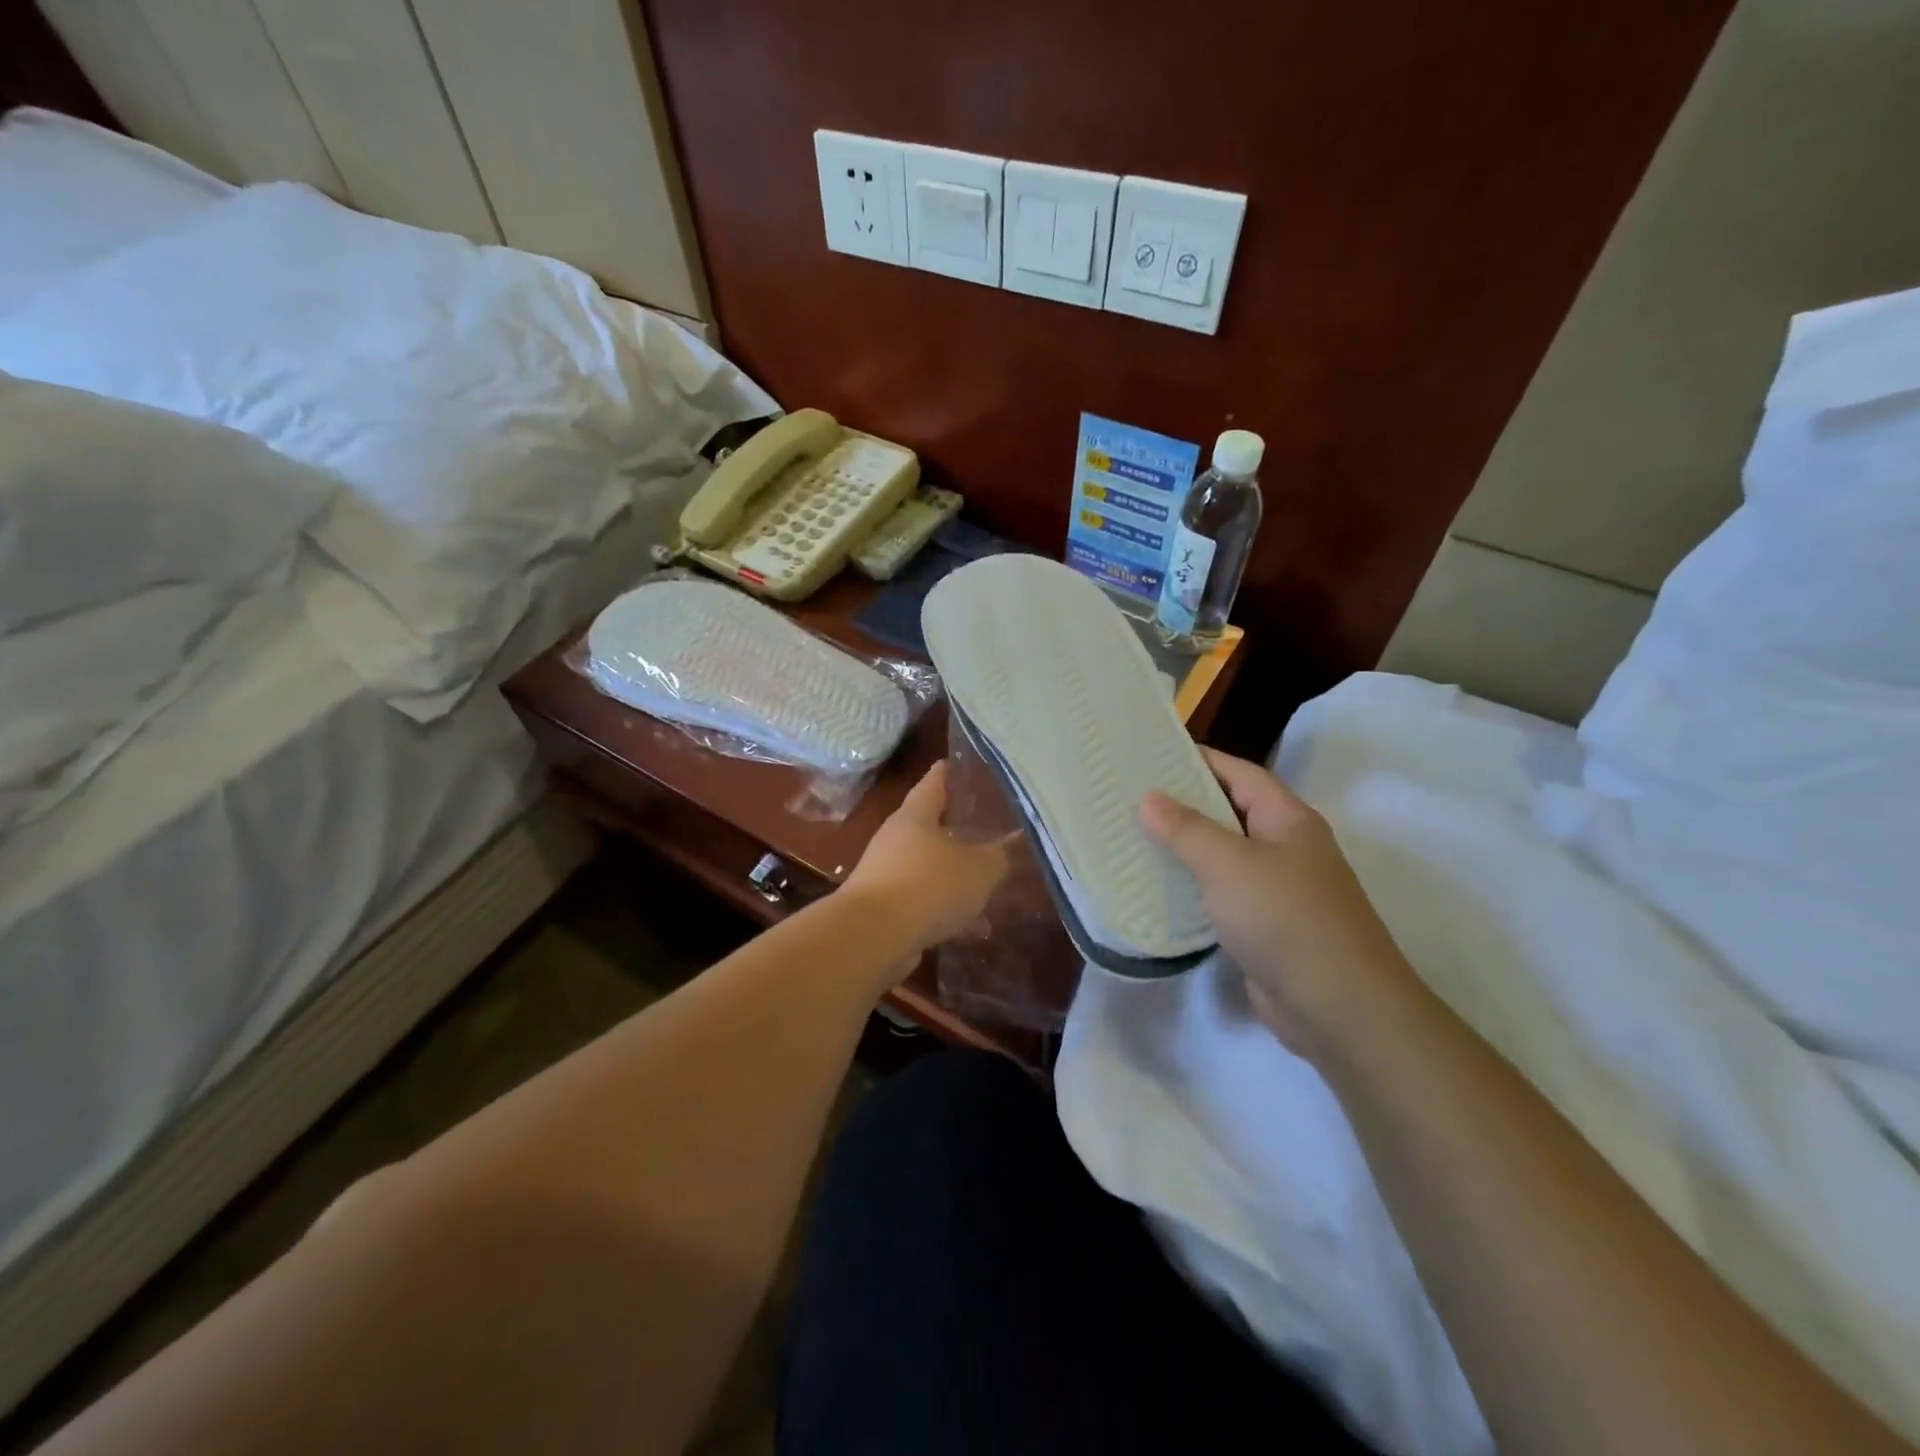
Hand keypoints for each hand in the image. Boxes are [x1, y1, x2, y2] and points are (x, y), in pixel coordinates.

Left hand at [842, 762, 1011, 957]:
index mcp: (916, 816)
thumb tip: (1008, 848)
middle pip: (931, 826)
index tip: (965, 764)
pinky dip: (946, 910)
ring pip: (930, 868)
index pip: (935, 781)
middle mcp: (896, 838)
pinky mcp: (884, 908)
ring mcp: (886, 873)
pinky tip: (973, 929)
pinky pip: (923, 901)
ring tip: (989, 890)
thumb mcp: (978, 869)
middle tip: (990, 831)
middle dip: (960, 831)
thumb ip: (998, 856)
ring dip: (956, 878)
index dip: (951, 771)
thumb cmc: (928, 885)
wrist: (872, 936)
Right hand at [1141, 749, 1418, 1057]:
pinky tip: (1155, 887)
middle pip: (1228, 812)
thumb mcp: (1229, 864)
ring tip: (1131, 836)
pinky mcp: (1264, 926)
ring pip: (1222, 856)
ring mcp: (1276, 889)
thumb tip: (1149, 798)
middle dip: (1182, 803)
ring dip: (1183, 848)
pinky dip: (1191, 888)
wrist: (1338, 1008)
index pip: (1239, 773)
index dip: (1198, 760)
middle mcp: (1285, 847)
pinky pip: (1221, 895)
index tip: (1150, 753)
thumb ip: (1186, 829)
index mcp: (1287, 819)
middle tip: (1129, 795)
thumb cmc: (1285, 918)